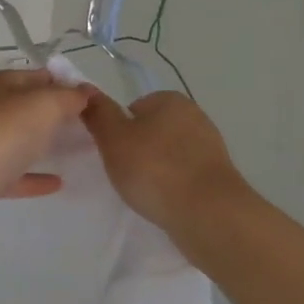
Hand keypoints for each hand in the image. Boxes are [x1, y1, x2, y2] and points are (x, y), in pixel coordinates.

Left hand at [0, 69, 91, 237]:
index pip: (41, 77)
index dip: (68, 84)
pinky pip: (15, 175)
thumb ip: (67, 97)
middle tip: (93, 127)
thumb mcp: (43, 104)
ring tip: (80, 152)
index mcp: (3, 85)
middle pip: (30, 109)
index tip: (96, 100)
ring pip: (21, 141)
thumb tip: (84, 92)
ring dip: (46, 144)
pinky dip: (35, 177)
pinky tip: (59, 183)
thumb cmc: (0, 133)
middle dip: (59, 115)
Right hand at [80, 89, 243, 231]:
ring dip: (156, 169)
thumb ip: (99, 113)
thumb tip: (86, 89)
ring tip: (145, 192)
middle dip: (138, 149)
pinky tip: (165, 202)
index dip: (119, 130)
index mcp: (170, 100)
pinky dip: (173, 185)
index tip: (113, 152)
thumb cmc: (155, 169)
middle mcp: (195, 116)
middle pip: (153, 130)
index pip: (134, 108)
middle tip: (125, 173)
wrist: (208, 214)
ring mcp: (210, 147)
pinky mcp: (218, 176)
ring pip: (169, 154)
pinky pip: (185, 175)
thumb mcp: (114, 138)